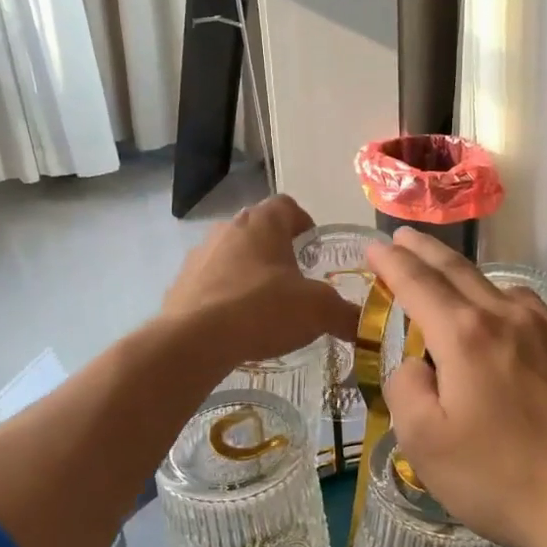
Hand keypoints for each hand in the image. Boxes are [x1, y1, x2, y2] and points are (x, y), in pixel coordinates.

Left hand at [162, 196, 358, 370]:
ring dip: (249, 273)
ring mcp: (199, 255)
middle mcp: (228, 228)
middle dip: (277, 252)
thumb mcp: (318, 312)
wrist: (194, 340)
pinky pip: (210, 283)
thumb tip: (366, 327)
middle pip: (258, 230)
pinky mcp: (180, 284)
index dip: (304, 223)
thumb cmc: (263, 309)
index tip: (314, 248)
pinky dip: (225, 296)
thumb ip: (346, 315)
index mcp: (263, 223)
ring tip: (265, 306)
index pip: (287, 206)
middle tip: (296, 280)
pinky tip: (236, 325)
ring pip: (232, 256)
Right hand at [364, 230, 546, 546]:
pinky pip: (546, 320)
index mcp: (465, 336)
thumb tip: (417, 365)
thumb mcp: (425, 445)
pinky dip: (522, 319)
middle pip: (461, 272)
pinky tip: (526, 340)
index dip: (391, 262)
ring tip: (463, 297)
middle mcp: (511, 318)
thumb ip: (406, 390)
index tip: (374, 246)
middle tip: (406, 237)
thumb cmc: (503, 480)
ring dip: (476, 286)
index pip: (417, 283)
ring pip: (507, 293)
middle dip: (427, 252)